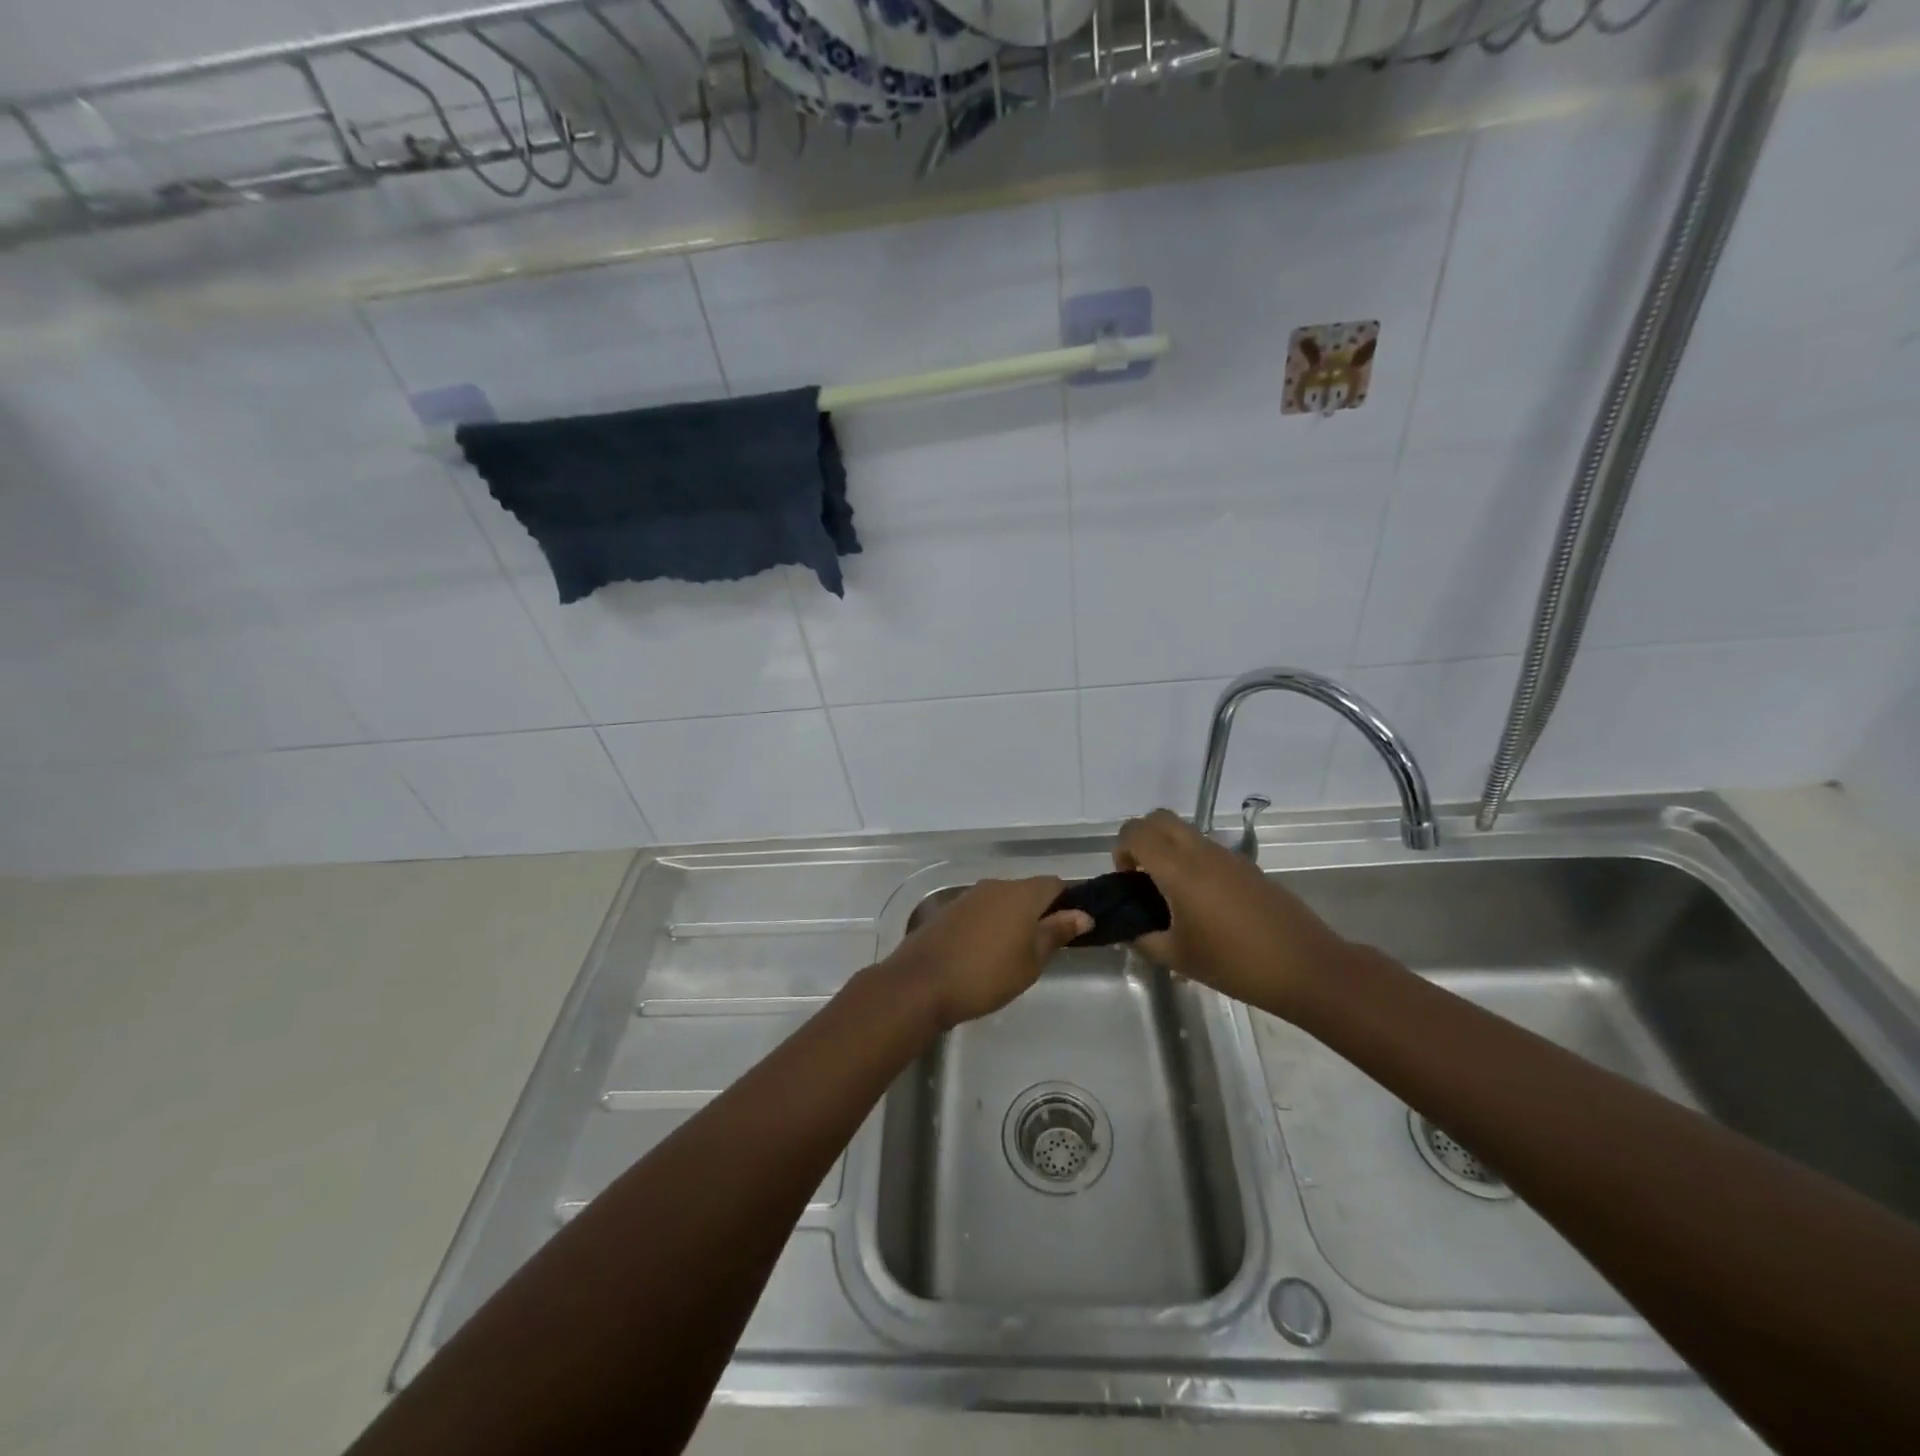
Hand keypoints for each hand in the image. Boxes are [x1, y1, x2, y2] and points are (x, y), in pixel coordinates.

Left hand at [883, 877, 1092, 1029]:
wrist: (921, 983)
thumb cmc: (987, 975)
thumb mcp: (1031, 960)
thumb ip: (1056, 932)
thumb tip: (1083, 914)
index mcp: (1021, 893)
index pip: (1055, 884)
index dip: (1068, 902)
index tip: (1073, 928)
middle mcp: (995, 885)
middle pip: (1027, 890)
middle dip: (1040, 912)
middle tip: (1046, 947)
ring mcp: (969, 896)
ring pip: (1002, 900)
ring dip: (1013, 918)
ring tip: (1016, 953)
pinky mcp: (949, 910)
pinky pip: (981, 910)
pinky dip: (990, 924)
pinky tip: (986, 952)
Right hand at [1114, 809, 1355, 1018]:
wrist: (1307, 968)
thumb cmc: (1236, 963)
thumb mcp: (1178, 958)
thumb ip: (1144, 939)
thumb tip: (1130, 929)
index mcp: (1179, 869)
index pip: (1136, 832)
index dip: (1121, 851)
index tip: (1128, 883)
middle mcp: (1201, 852)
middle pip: (1159, 818)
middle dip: (1141, 839)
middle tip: (1143, 877)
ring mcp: (1228, 856)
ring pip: (1185, 831)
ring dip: (1168, 849)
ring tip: (1171, 895)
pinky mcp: (1247, 867)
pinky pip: (1207, 849)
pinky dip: (1192, 861)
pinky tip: (1203, 904)